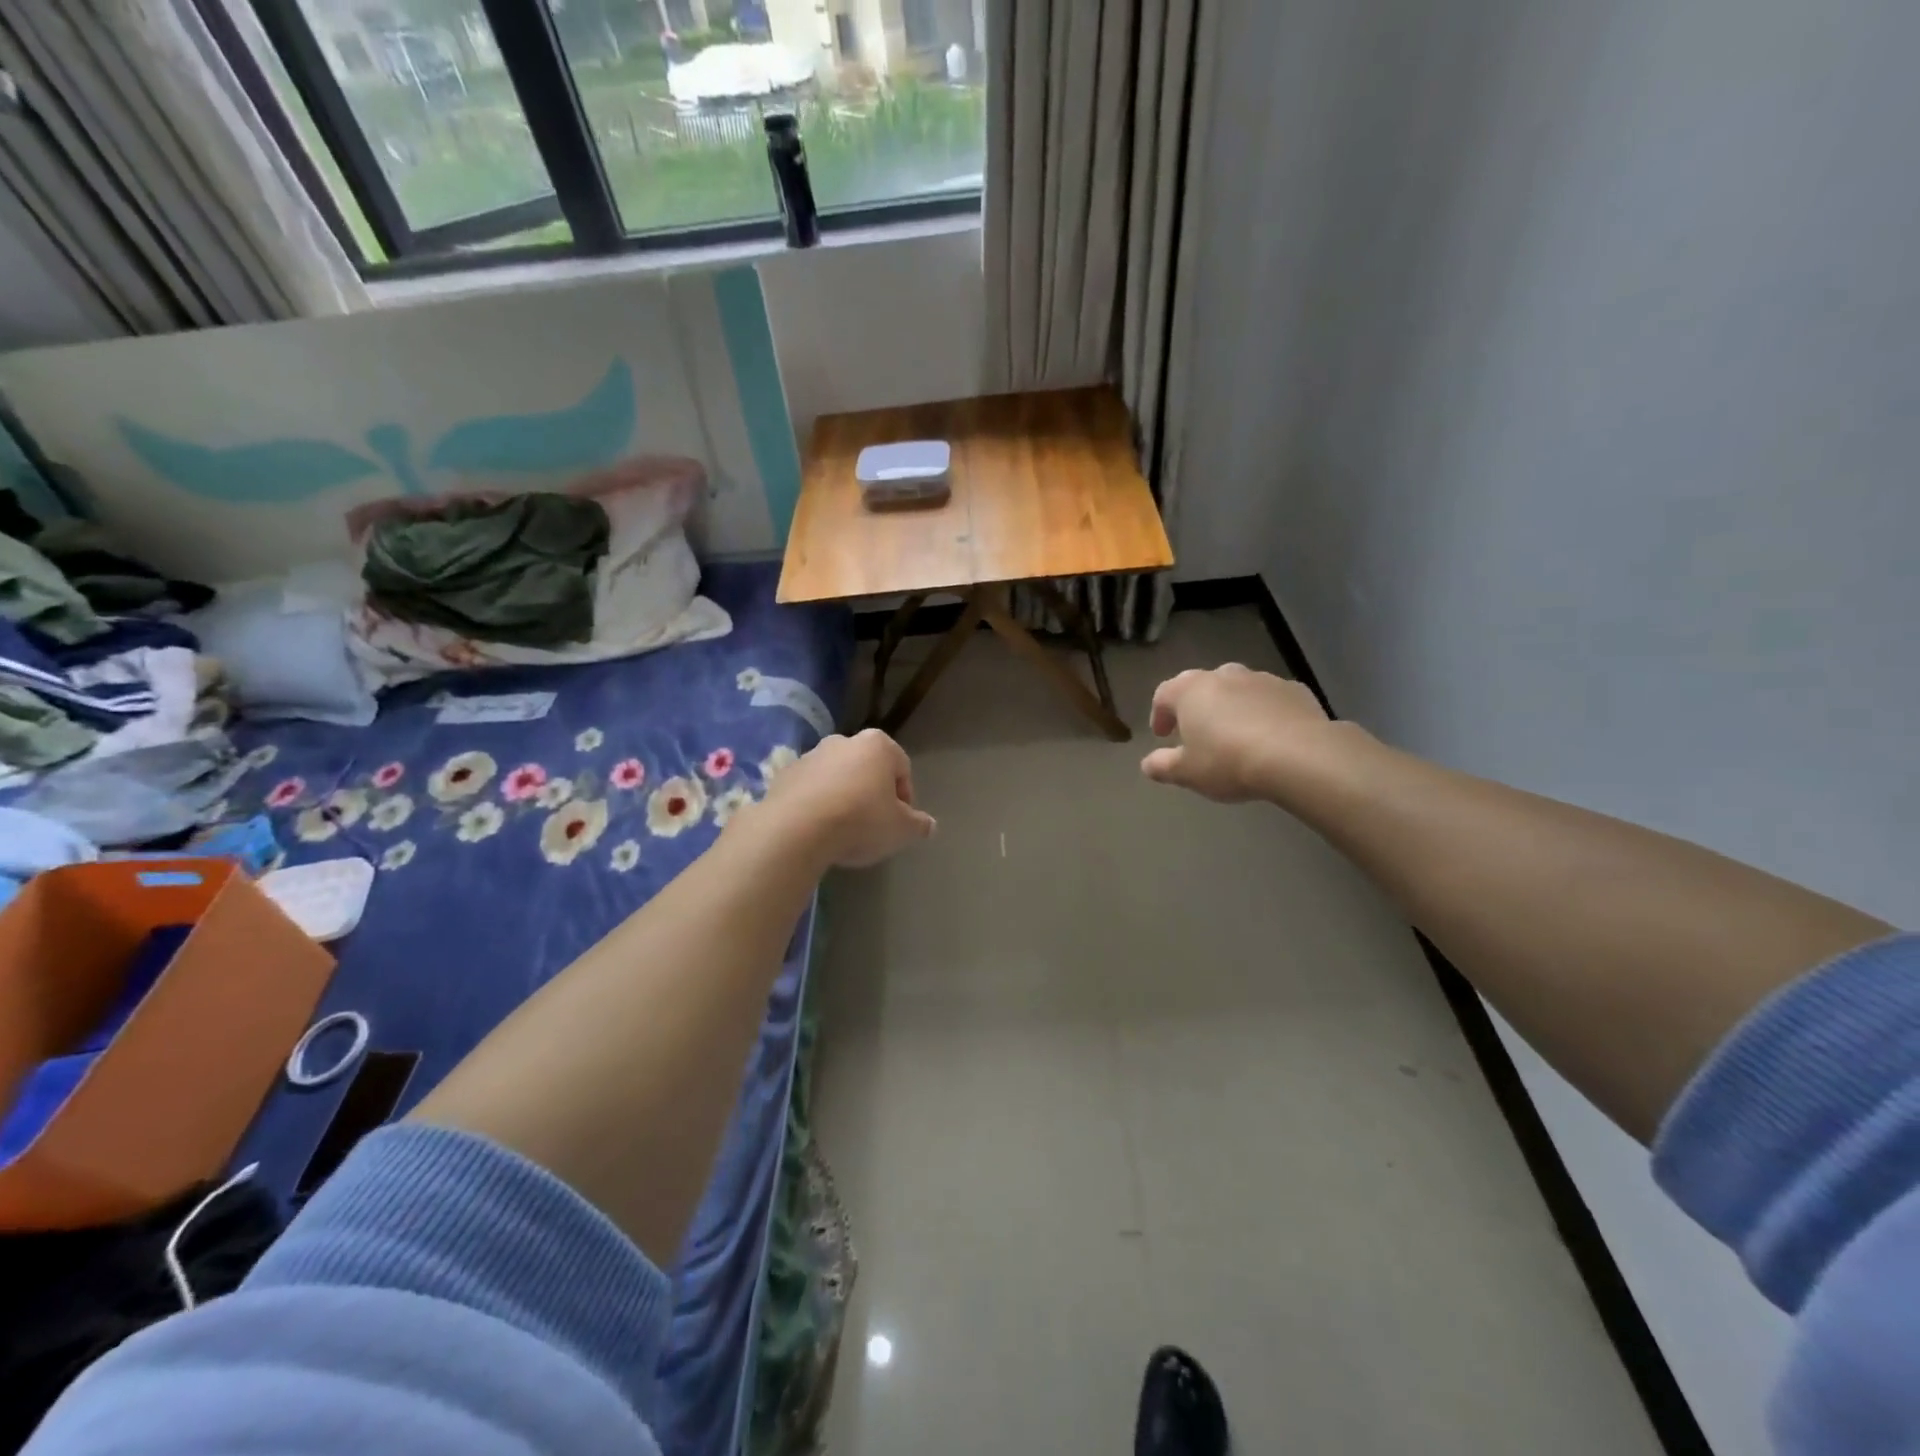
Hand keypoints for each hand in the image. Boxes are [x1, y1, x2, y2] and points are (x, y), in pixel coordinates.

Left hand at [757, 728, 935, 866]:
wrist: (796, 829)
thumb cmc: (860, 821)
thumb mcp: (901, 830)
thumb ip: (919, 825)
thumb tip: (929, 825)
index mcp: (878, 745)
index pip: (902, 768)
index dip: (905, 798)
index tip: (900, 823)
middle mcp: (843, 741)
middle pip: (868, 769)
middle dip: (872, 793)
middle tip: (873, 826)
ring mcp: (810, 756)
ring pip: (837, 777)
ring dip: (843, 798)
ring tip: (843, 831)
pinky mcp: (784, 775)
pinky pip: (810, 790)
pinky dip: (817, 804)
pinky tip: (817, 830)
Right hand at [1141, 665, 1331, 801]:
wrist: (1299, 756)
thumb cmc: (1229, 761)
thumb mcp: (1187, 773)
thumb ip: (1163, 766)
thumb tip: (1148, 764)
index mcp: (1190, 690)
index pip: (1164, 694)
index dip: (1159, 714)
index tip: (1162, 735)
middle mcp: (1224, 675)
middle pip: (1203, 687)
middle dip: (1197, 707)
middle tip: (1199, 733)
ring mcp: (1262, 679)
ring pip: (1239, 689)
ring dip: (1232, 707)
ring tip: (1237, 736)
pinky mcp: (1295, 690)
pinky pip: (1271, 699)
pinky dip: (1265, 712)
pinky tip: (1271, 736)